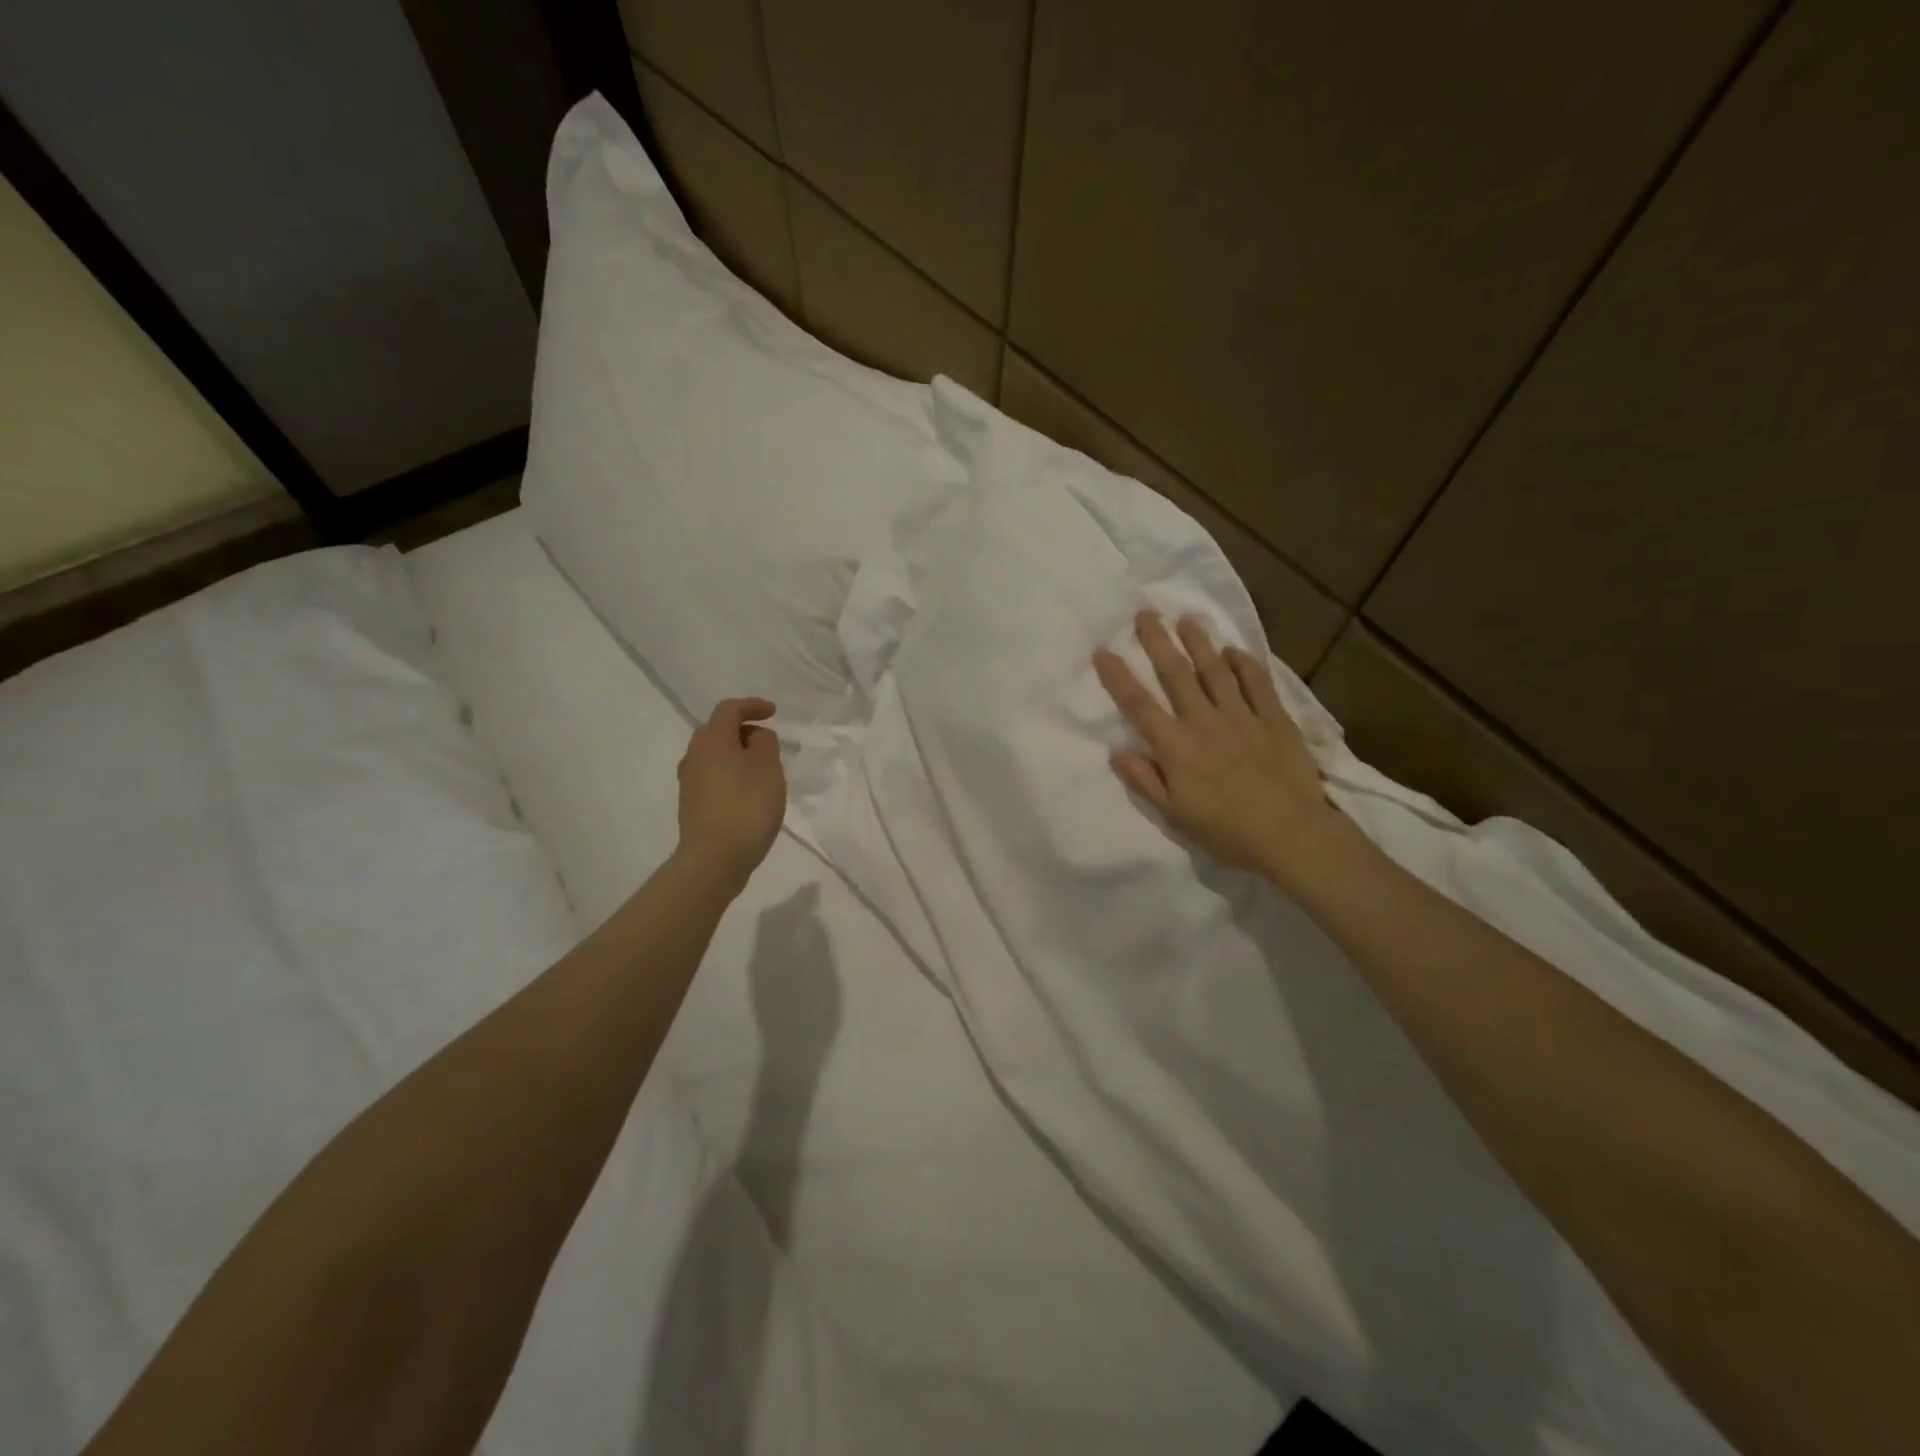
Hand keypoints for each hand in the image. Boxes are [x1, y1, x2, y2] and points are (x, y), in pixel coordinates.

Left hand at [675, 698, 785, 891]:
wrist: (714, 859)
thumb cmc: (746, 806)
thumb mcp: (768, 767)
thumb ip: (765, 742)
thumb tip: (754, 737)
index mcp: (711, 739)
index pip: (729, 709)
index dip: (752, 706)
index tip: (774, 713)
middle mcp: (694, 755)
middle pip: (717, 731)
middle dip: (743, 730)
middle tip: (768, 743)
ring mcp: (690, 781)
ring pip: (715, 755)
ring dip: (737, 755)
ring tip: (763, 770)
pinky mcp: (692, 804)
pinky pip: (714, 776)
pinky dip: (731, 775)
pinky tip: (749, 792)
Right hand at [1093, 612, 1349, 884]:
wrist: (1289, 832)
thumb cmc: (1225, 829)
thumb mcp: (1174, 814)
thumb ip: (1144, 781)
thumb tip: (1116, 751)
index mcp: (1176, 746)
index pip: (1139, 705)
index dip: (1119, 677)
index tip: (1103, 651)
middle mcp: (1204, 721)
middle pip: (1176, 675)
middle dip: (1158, 642)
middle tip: (1146, 614)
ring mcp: (1241, 716)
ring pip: (1215, 671)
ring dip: (1199, 643)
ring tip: (1187, 619)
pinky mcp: (1274, 719)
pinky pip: (1257, 683)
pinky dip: (1245, 664)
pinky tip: (1235, 650)